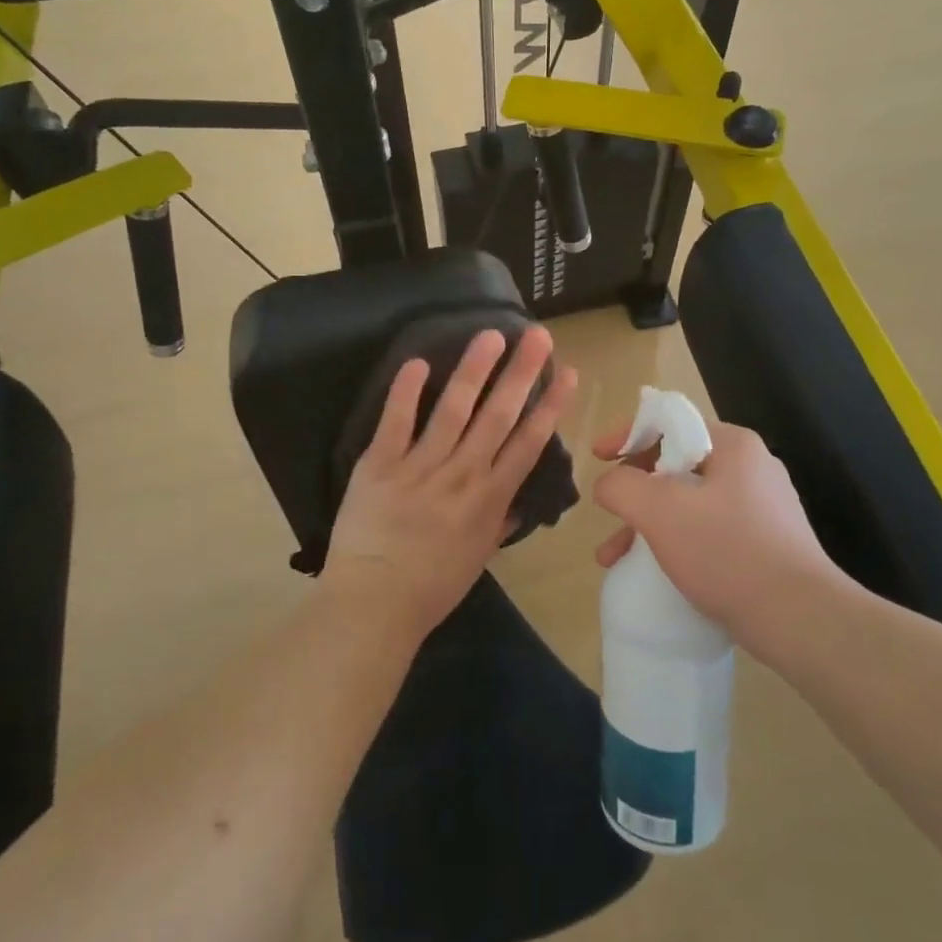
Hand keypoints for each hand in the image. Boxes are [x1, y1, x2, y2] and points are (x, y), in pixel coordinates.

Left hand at [326, 327, 576, 644]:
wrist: (374, 605)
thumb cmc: (431, 588)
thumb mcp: (478, 557)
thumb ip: (500, 523)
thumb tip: (520, 501)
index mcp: (491, 498)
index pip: (529, 442)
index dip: (551, 405)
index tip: (568, 373)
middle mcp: (463, 474)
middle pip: (498, 415)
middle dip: (521, 373)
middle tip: (537, 335)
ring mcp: (420, 467)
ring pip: (454, 409)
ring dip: (474, 369)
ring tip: (490, 336)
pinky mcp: (379, 465)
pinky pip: (395, 422)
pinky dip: (406, 391)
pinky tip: (418, 361)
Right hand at [591, 419, 857, 660]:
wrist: (802, 620)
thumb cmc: (728, 552)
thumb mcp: (660, 511)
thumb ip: (622, 486)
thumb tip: (607, 483)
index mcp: (733, 445)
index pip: (670, 421)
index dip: (627, 435)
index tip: (597, 458)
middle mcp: (751, 468)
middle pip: (676, 463)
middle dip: (634, 490)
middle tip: (607, 513)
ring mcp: (762, 507)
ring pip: (688, 502)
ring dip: (648, 523)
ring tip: (614, 557)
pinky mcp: (765, 544)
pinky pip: (707, 530)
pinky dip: (675, 543)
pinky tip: (655, 572)